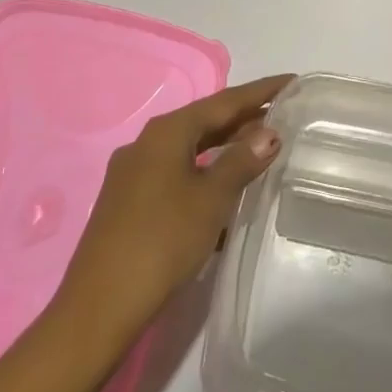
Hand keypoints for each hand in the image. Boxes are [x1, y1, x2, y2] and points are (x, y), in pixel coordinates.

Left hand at [48, 76, 291, 337]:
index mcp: (167, 132)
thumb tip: (269, 132)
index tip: (292, 82)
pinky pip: (178, 173)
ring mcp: (134, 174)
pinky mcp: (130, 203)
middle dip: (244, 118)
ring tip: (262, 148)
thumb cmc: (162, 242)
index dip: (261, 91)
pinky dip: (206, 172)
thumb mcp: (211, 198)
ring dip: (225, 147)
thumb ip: (241, 161)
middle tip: (283, 114)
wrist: (99, 308)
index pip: (224, 101)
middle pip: (205, 122)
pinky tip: (225, 189)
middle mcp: (147, 144)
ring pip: (190, 149)